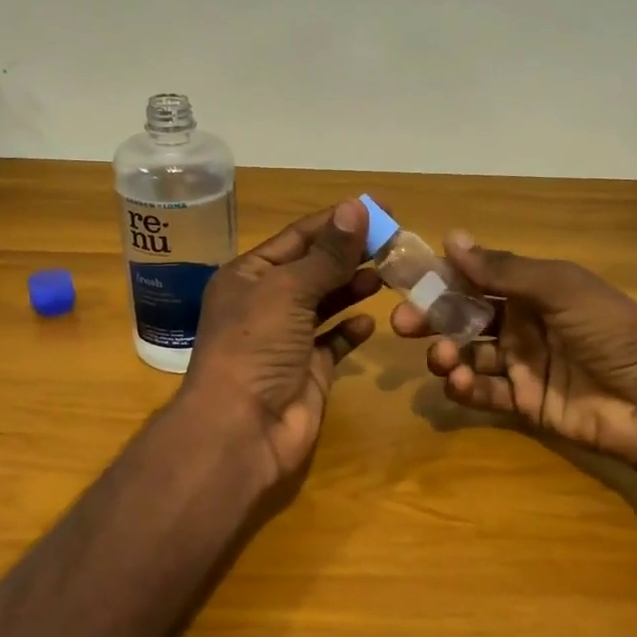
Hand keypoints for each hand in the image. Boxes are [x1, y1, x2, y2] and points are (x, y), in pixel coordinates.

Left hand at [182, 200, 380, 481]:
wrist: (242, 429)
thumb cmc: (256, 346)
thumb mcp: (289, 290)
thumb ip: (328, 254)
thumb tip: (356, 207)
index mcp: (249, 275)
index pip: (298, 237)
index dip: (338, 221)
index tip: (380, 208)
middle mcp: (266, 303)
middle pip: (315, 268)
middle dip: (350, 254)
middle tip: (394, 243)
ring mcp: (287, 338)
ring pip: (326, 303)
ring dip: (353, 288)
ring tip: (387, 275)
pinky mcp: (308, 370)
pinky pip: (334, 342)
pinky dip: (351, 331)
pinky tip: (369, 322)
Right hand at [392, 233, 636, 472]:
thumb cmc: (612, 331)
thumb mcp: (561, 288)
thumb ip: (504, 269)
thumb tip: (451, 237)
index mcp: (532, 290)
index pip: (476, 278)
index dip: (441, 277)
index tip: (406, 279)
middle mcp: (522, 324)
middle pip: (464, 317)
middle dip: (432, 318)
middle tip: (402, 324)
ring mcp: (522, 365)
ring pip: (469, 355)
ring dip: (447, 354)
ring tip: (443, 358)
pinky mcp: (524, 404)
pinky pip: (484, 394)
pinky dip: (465, 389)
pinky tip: (459, 383)